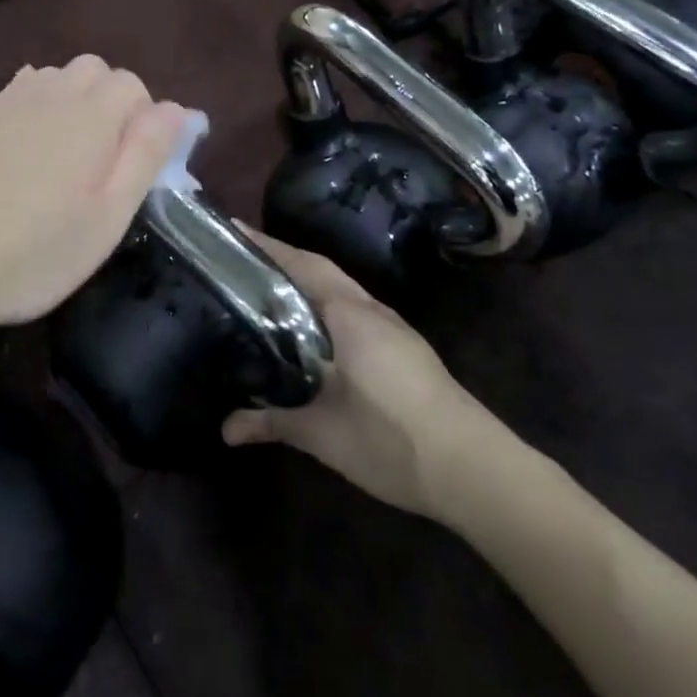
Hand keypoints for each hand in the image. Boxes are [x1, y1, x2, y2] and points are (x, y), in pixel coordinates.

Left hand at [0, 56, 193, 334]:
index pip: (135, 86)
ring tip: (72, 153)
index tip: (136, 166)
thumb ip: (145, 155)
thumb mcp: (108, 216)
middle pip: (98, 71)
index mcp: (91, 116)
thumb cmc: (36, 250)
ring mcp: (12, 102)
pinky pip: (26, 87)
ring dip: (78, 100)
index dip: (146, 121)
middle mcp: (53, 94)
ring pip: (61, 75)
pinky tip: (36, 143)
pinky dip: (44, 102)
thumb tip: (176, 109)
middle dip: (114, 103)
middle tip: (107, 161)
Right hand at [223, 229, 485, 518]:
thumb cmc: (390, 438)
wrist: (472, 467)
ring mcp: (392, 327)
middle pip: (321, 269)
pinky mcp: (405, 348)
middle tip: (243, 256)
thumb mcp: (323, 433)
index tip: (232, 228)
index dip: (266, 246)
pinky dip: (327, 304)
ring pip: (341, 289)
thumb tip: (225, 429)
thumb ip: (273, 422)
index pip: (301, 265)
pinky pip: (355, 309)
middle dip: (284, 257)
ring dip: (308, 279)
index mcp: (348, 315)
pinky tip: (314, 328)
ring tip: (270, 286)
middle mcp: (370, 309)